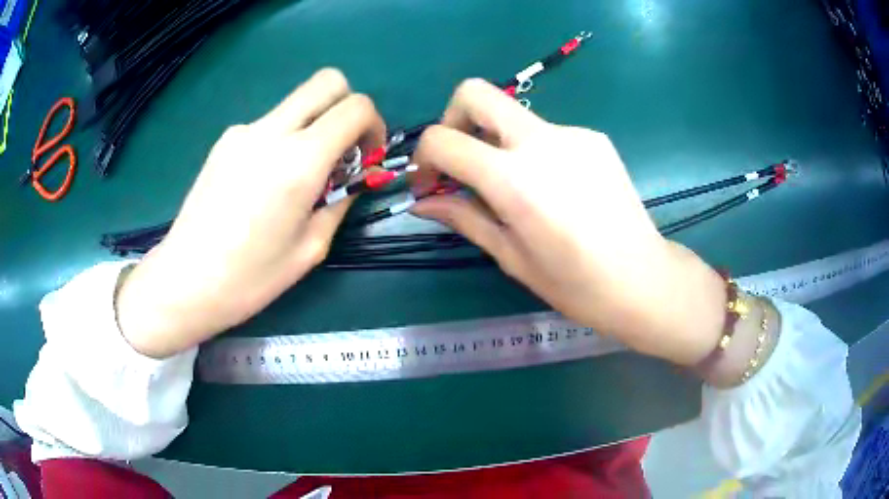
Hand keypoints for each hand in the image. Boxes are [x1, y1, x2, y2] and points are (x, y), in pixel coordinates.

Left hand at [116, 69, 385, 357]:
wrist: (186, 281)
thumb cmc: (251, 277)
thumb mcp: (311, 248)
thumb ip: (340, 201)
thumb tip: (352, 177)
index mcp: (299, 161)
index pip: (355, 107)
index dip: (373, 124)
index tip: (366, 155)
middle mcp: (271, 132)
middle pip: (326, 81)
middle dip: (347, 106)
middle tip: (342, 148)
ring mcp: (243, 132)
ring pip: (296, 103)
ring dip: (312, 125)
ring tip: (297, 177)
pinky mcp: (224, 141)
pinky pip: (268, 124)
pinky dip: (282, 140)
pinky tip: (264, 183)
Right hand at [412, 79, 725, 364]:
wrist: (643, 279)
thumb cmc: (575, 284)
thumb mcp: (511, 256)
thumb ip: (464, 218)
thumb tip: (422, 203)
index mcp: (514, 179)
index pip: (442, 140)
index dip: (424, 159)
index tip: (430, 184)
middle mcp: (541, 141)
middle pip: (475, 92)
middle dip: (453, 118)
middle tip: (461, 158)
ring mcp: (573, 133)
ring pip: (513, 114)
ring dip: (497, 140)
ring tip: (514, 187)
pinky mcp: (594, 137)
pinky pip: (547, 132)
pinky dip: (532, 150)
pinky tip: (552, 187)